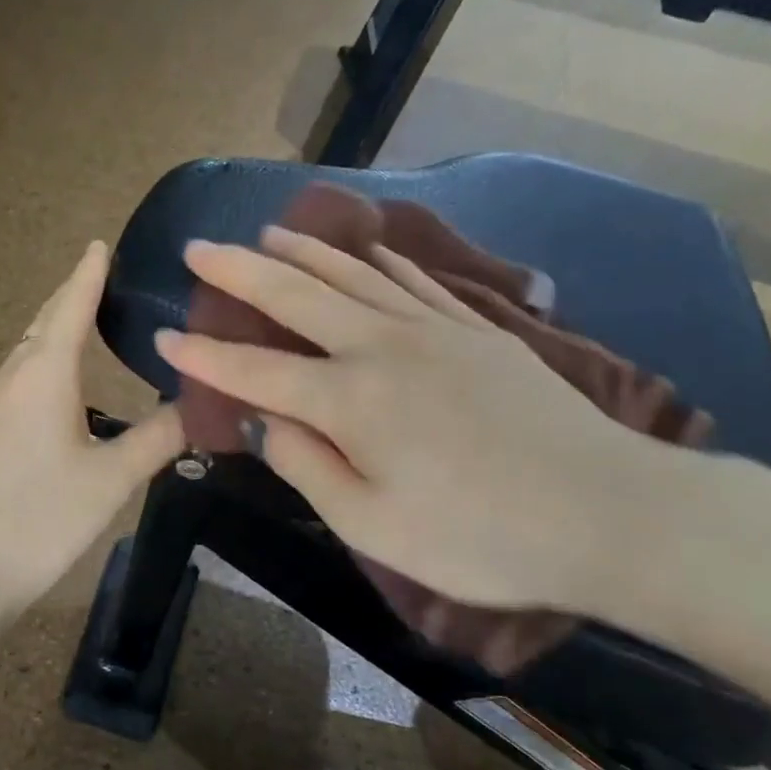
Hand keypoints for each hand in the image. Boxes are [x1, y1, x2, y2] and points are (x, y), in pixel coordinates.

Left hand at [0, 241, 185, 624]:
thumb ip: (158, 438)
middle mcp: (10, 377)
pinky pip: (17, 380)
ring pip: (27, 353)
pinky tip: (60, 389)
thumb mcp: (111, 480)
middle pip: (43, 324)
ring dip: (56, 333)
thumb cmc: (38, 518)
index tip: (100, 243)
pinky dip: (44, 365)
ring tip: (89, 327)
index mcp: (43, 373)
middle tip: (107, 282)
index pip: (70, 306)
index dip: (88, 274)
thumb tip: (202, 405)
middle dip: (72, 299)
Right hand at [154, 228, 659, 616]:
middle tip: (198, 248)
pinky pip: (418, 282)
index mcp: (349, 400)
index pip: (254, 370)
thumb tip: (266, 423)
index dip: (203, 356)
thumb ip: (308, 468)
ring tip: (268, 232)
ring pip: (354, 275)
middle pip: (296, 295)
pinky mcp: (480, 331)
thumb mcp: (373, 527)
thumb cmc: (479, 537)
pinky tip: (371, 250)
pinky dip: (383, 261)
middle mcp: (382, 347)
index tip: (161, 336)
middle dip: (239, 271)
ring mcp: (435, 330)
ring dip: (304, 251)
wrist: (609, 513)